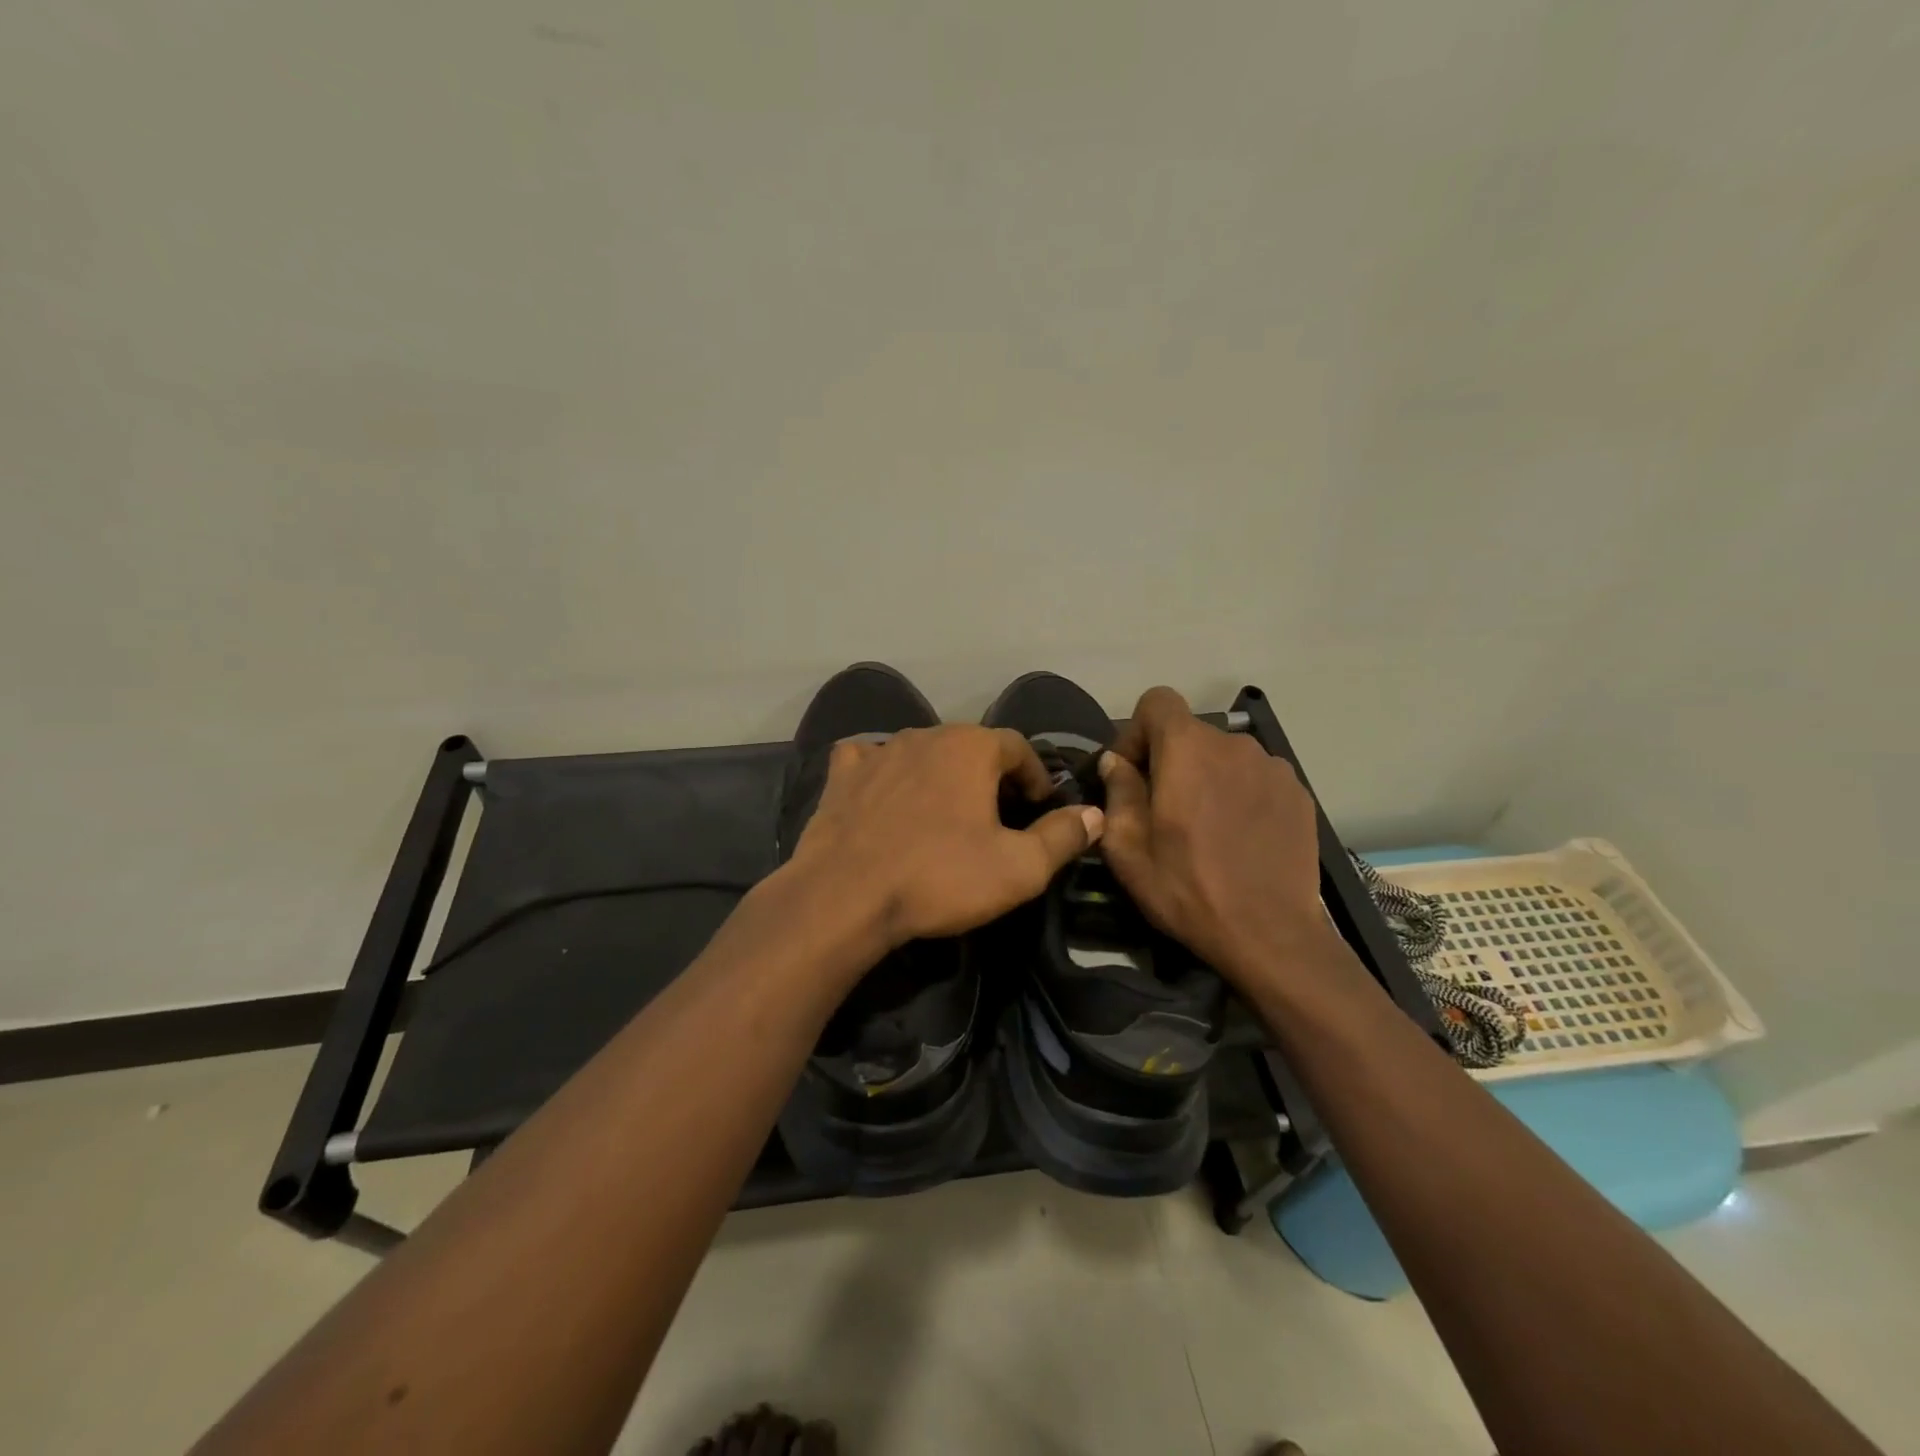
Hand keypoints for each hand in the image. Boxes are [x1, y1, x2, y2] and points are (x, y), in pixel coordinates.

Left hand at [784, 724, 1103, 950]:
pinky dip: (885, 773)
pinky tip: (885, 794)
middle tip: (997, 816)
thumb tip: (1096, 814)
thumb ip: (1063, 837)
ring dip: (940, 775)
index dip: (1035, 776)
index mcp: (971, 746)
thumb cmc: (940, 877)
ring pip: (922, 753)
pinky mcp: (842, 774)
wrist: (845, 896)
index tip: (1039, 807)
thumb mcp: (1019, 868)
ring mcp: (879, 750)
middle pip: (970, 747)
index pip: (1018, 747)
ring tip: (944, 813)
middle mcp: (925, 734)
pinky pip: (871, 761)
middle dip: (989, 776)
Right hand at [1098, 687, 1331, 984]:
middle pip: (1190, 733)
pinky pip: (1256, 777)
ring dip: (1207, 778)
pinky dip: (1241, 794)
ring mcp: (1273, 767)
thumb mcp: (1128, 850)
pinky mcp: (1298, 792)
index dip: (1138, 731)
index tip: (1134, 774)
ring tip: (1206, 828)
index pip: (1157, 701)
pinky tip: (1240, 837)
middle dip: (1170, 761)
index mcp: (1187, 750)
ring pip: (1225, 756)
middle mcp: (1234, 744)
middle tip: (1164, 810)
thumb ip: (1118, 793)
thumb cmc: (1187, 890)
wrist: (1270, 935)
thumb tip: (1116, 762)